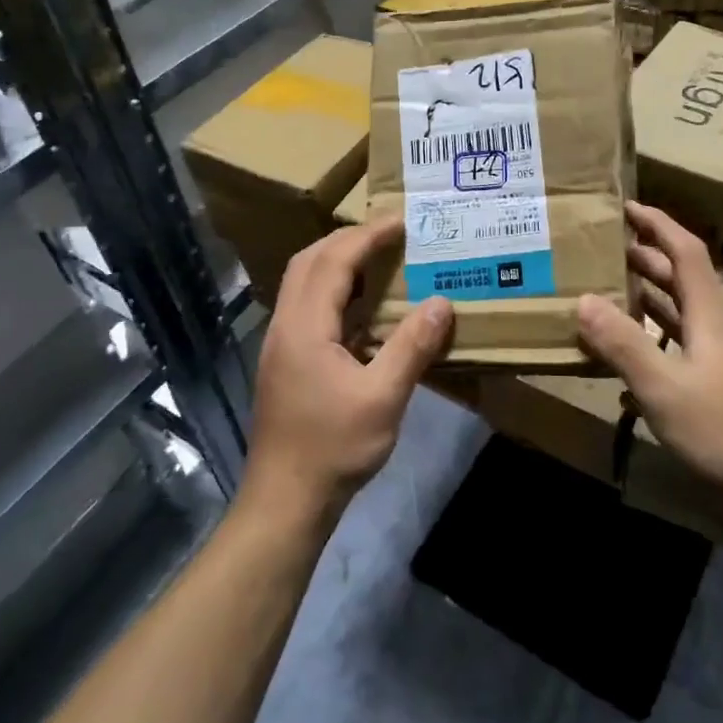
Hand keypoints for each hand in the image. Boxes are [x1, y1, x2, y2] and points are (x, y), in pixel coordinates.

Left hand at [244, 218, 453, 527]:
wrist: (285, 500)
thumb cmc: (333, 448)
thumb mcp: (383, 398)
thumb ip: (412, 347)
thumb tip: (442, 303)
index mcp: (304, 327)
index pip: (333, 261)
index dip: (367, 236)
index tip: (401, 222)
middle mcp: (285, 325)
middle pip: (309, 262)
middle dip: (347, 240)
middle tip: (389, 236)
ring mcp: (281, 344)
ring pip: (303, 283)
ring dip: (337, 263)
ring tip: (378, 261)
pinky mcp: (285, 362)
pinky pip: (307, 306)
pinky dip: (333, 290)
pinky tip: (361, 309)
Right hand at [577, 202, 722, 511]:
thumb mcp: (664, 388)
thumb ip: (623, 344)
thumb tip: (583, 300)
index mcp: (710, 318)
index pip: (686, 253)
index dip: (658, 224)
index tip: (626, 206)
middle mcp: (715, 330)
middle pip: (681, 280)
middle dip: (645, 257)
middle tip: (603, 248)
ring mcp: (717, 362)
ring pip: (678, 315)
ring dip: (646, 297)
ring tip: (606, 290)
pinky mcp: (714, 390)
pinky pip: (675, 348)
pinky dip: (649, 339)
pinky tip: (623, 355)